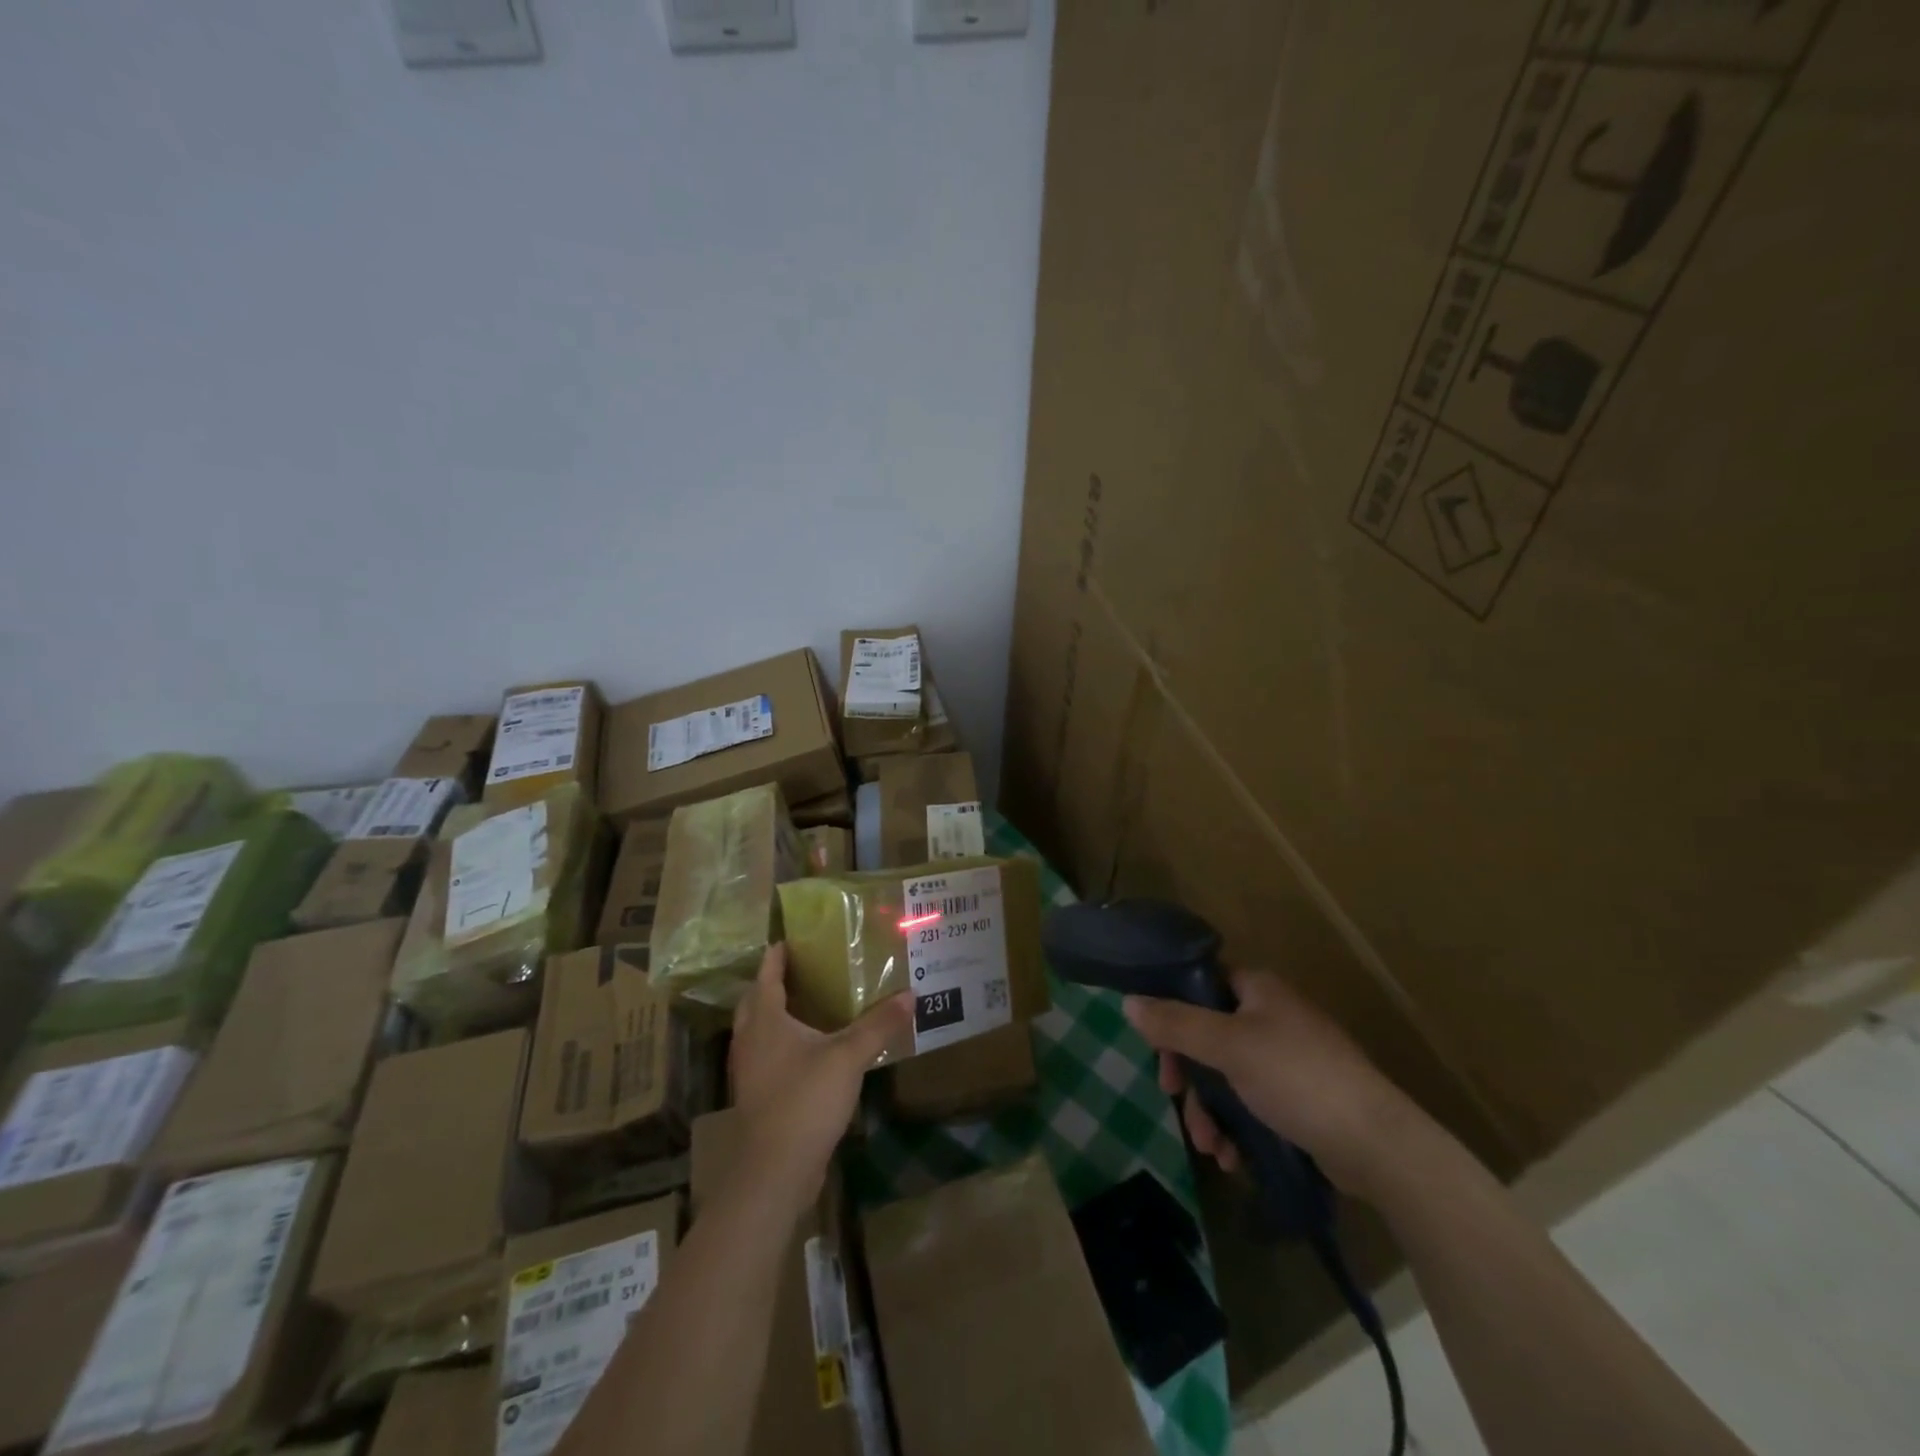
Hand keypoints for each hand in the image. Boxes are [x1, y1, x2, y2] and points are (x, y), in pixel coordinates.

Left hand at [730, 943, 911, 1204]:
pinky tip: (808, 1052)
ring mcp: (750, 1072)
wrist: (774, 1171)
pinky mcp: (758, 1098)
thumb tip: (910, 994)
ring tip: (806, 1005)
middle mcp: (750, 1040)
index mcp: (765, 1020)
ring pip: (758, 1032)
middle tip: (801, 970)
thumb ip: (879, 1025)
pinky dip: (781, 1045)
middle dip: (772, 984)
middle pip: (755, 1002)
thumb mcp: (849, 1056)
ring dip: (775, 1015)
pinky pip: (766, 1057)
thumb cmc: (805, 1099)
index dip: (777, 956)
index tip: (789, 939)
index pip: (767, 976)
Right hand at [1123, 969, 1417, 1196]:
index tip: (1157, 1047)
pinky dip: (1237, 1127)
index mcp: (1259, 990)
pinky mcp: (1301, 1099)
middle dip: (1191, 1075)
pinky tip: (1233, 1157)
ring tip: (1211, 1147)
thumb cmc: (1297, 1078)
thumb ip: (1175, 1024)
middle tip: (1174, 1098)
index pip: (1202, 985)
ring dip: (1211, 1111)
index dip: (1174, 1011)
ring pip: (1228, 1076)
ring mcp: (1289, 1060)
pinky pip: (1252, 1103)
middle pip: (1209, 1035)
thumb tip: (1127, 1003)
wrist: (1377, 1145)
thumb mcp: (1227, 1047)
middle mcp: (1273, 1017)